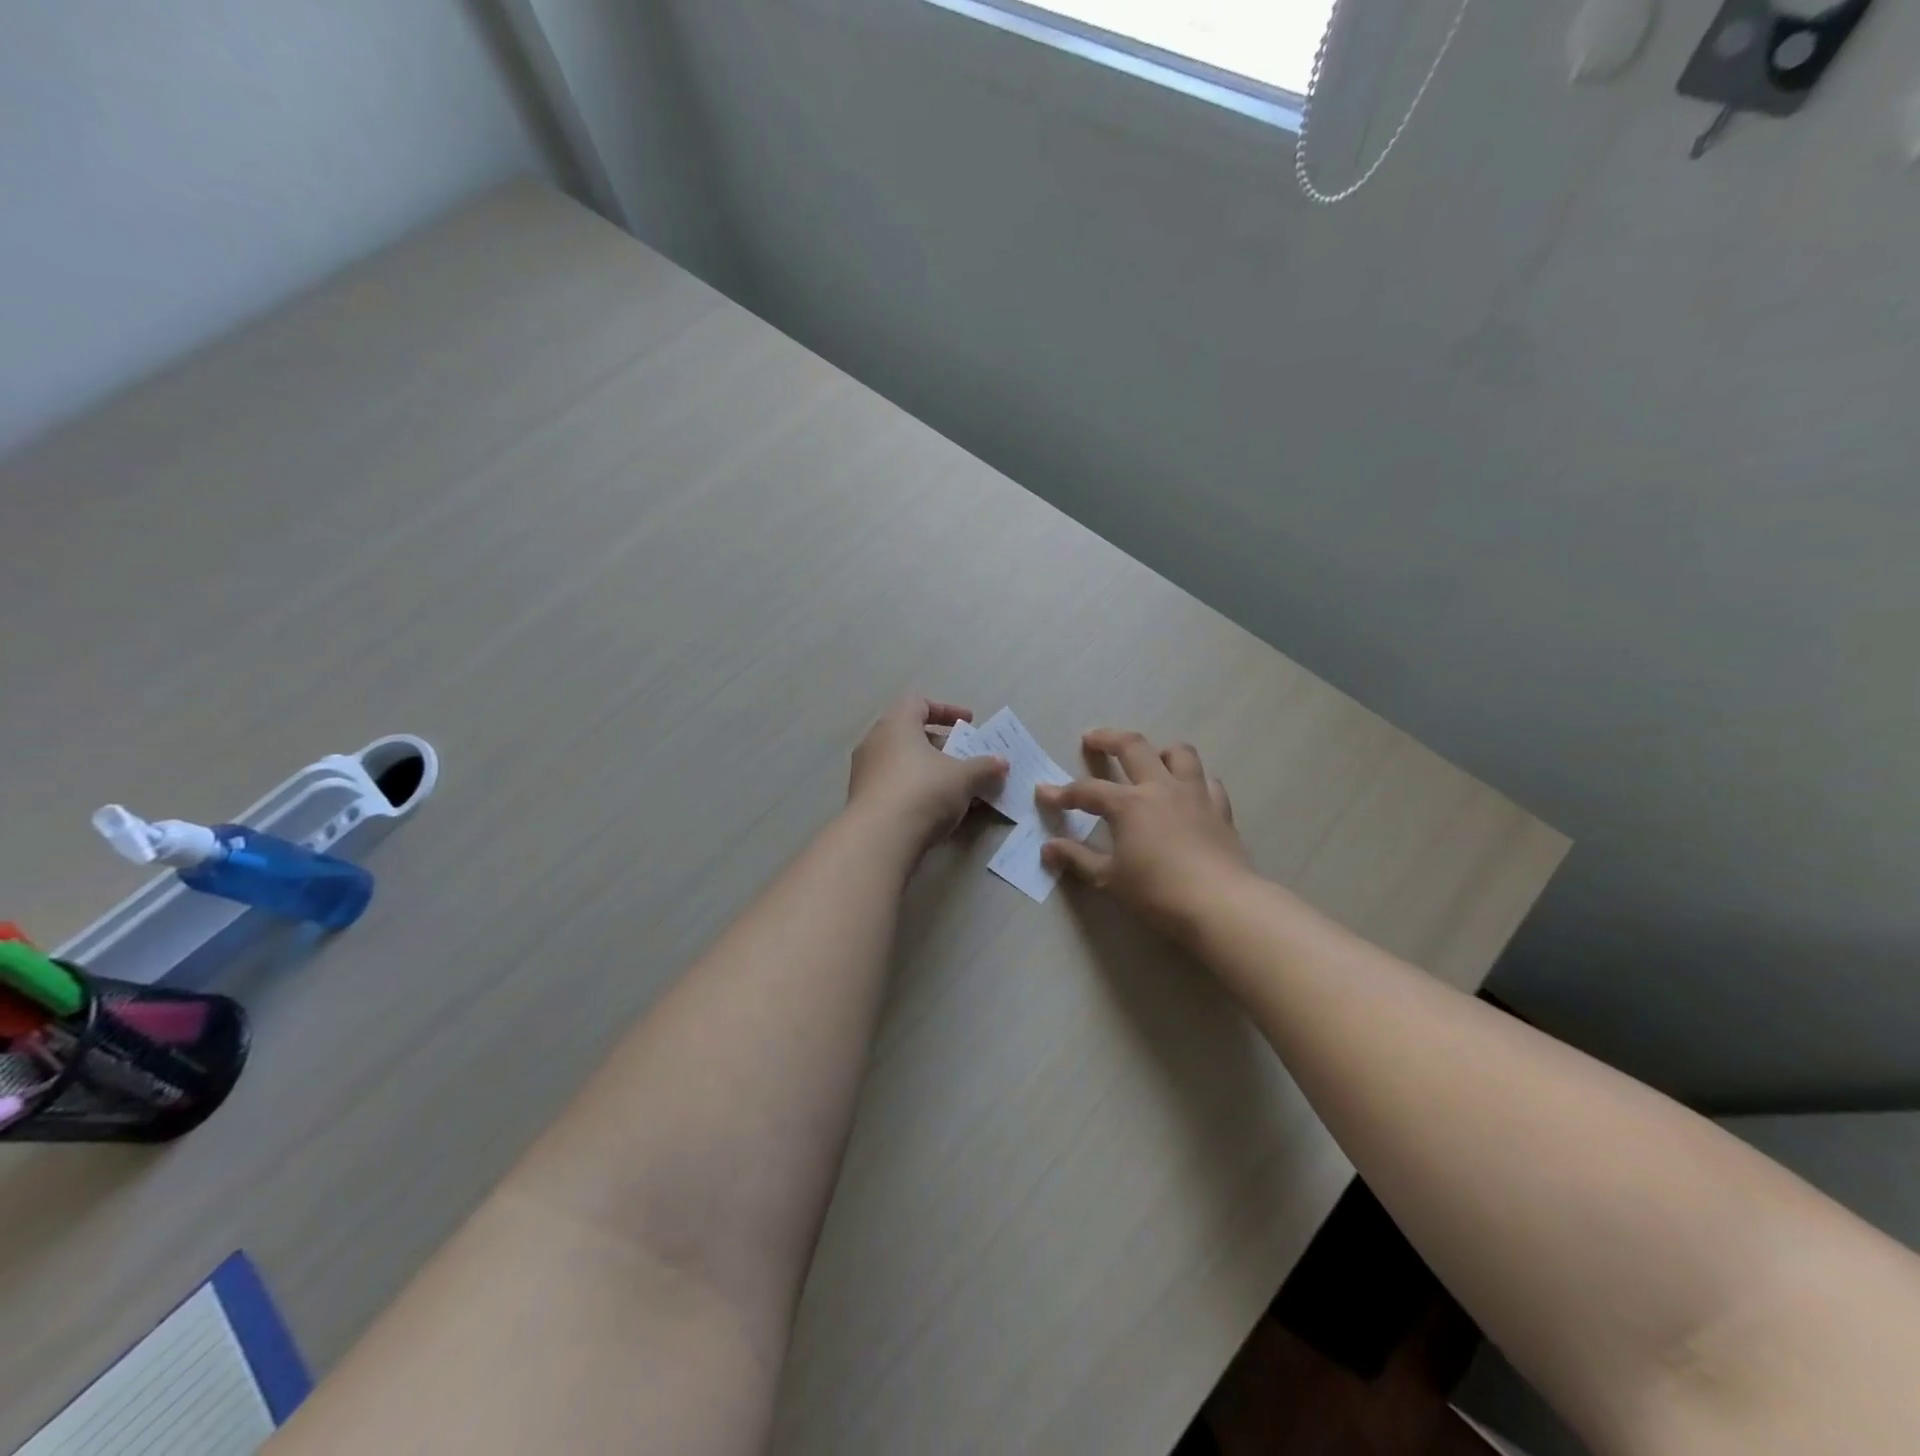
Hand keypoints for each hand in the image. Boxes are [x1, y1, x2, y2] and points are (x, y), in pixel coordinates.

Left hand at [847, 695, 1008, 853]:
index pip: (919, 703)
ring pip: (902, 762)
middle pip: (910, 734)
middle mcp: (875, 742)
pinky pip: (894, 786)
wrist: (880, 838)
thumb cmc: (923, 791)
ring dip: (929, 771)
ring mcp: (864, 772)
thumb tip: (1002, 763)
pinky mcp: (862, 800)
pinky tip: (936, 810)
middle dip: (940, 745)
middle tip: (963, 757)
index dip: (946, 710)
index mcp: (896, 724)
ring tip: (955, 787)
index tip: (969, 722)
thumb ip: (984, 767)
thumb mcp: (964, 777)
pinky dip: (915, 791)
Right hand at [1037, 730, 1252, 934]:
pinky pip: (1207, 782)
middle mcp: (1160, 788)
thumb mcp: (1109, 878)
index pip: (1087, 791)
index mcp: (1128, 804)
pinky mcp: (1220, 809)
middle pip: (1132, 747)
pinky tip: (1189, 794)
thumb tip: (1048, 848)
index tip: (1044, 792)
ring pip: (1178, 754)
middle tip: (1092, 738)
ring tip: (1150, 760)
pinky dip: (1194, 781)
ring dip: (1160, 751)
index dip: (1062, 792)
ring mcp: (1194, 794)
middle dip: (1107, 738)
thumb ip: (1077, 858)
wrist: (1219, 903)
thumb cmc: (1157, 891)